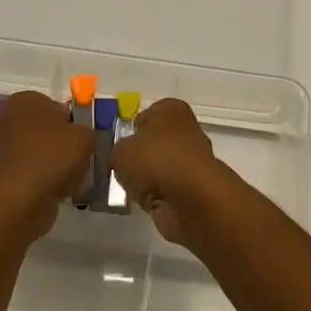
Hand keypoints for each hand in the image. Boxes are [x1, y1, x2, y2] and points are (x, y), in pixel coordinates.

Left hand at [0, 91, 93, 242]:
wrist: (20, 201)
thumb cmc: (52, 158)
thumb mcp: (85, 136)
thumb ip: (87, 129)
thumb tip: (80, 136)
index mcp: (26, 100)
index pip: (58, 106)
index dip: (75, 123)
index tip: (84, 141)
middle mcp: (8, 118)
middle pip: (47, 129)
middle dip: (62, 143)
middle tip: (80, 158)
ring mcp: (0, 146)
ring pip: (39, 151)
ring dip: (53, 162)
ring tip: (71, 177)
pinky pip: (30, 170)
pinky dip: (42, 178)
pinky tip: (57, 189)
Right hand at [111, 98, 227, 245]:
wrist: (190, 198)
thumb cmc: (154, 160)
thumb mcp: (120, 151)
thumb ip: (117, 150)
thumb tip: (123, 156)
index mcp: (170, 109)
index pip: (144, 115)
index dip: (129, 131)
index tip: (116, 147)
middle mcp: (185, 128)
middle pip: (153, 141)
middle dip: (139, 156)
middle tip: (119, 169)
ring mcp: (192, 158)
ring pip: (160, 165)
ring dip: (147, 177)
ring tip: (130, 187)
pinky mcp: (194, 185)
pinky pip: (166, 187)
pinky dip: (157, 194)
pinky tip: (144, 201)